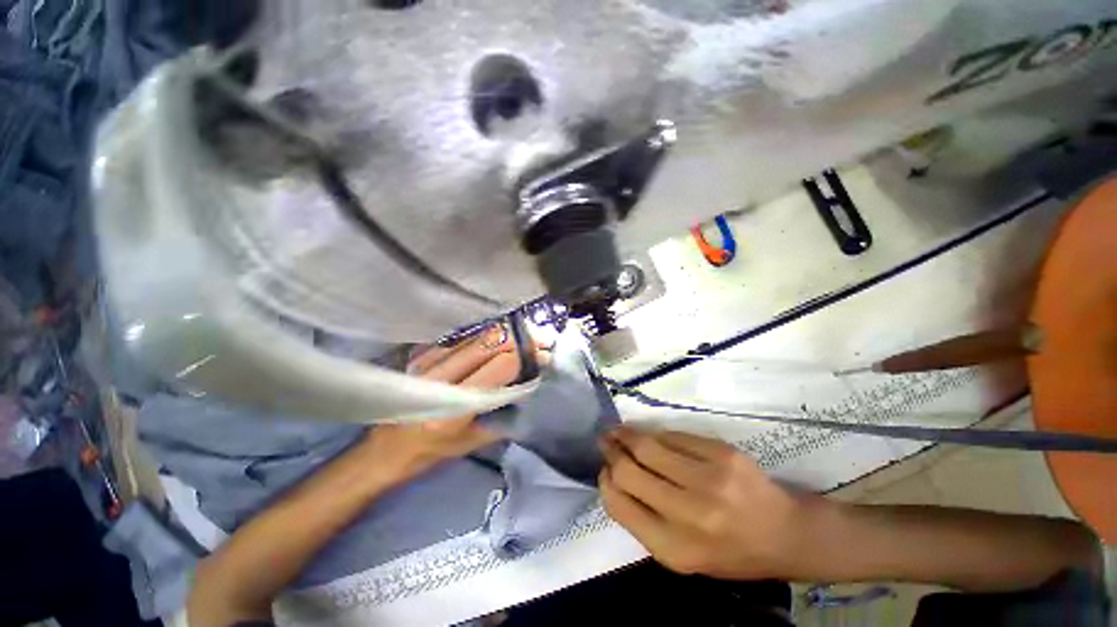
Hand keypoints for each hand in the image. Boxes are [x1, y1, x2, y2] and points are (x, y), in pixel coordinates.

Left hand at [361, 326, 531, 474]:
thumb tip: (531, 386)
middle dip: (521, 338)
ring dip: (506, 332)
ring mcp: (429, 362)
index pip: (500, 366)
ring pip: (477, 334)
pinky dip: (486, 333)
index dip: (526, 357)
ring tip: (526, 335)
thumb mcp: (471, 444)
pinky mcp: (423, 354)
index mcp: (454, 408)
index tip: (545, 355)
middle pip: (490, 342)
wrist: (383, 449)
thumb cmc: (430, 453)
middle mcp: (440, 379)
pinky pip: (462, 336)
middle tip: (542, 338)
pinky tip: (501, 336)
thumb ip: (503, 416)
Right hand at [599, 427, 807, 579]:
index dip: (605, 481)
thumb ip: (643, 520)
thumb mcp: (682, 554)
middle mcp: (689, 514)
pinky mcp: (721, 453)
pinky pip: (673, 436)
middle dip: (611, 451)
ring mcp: (708, 479)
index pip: (619, 503)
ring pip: (647, 446)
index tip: (604, 469)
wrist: (785, 532)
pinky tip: (650, 434)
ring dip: (627, 434)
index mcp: (675, 548)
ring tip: (618, 430)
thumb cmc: (730, 551)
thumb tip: (613, 476)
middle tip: (605, 441)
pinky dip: (656, 434)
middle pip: (628, 470)